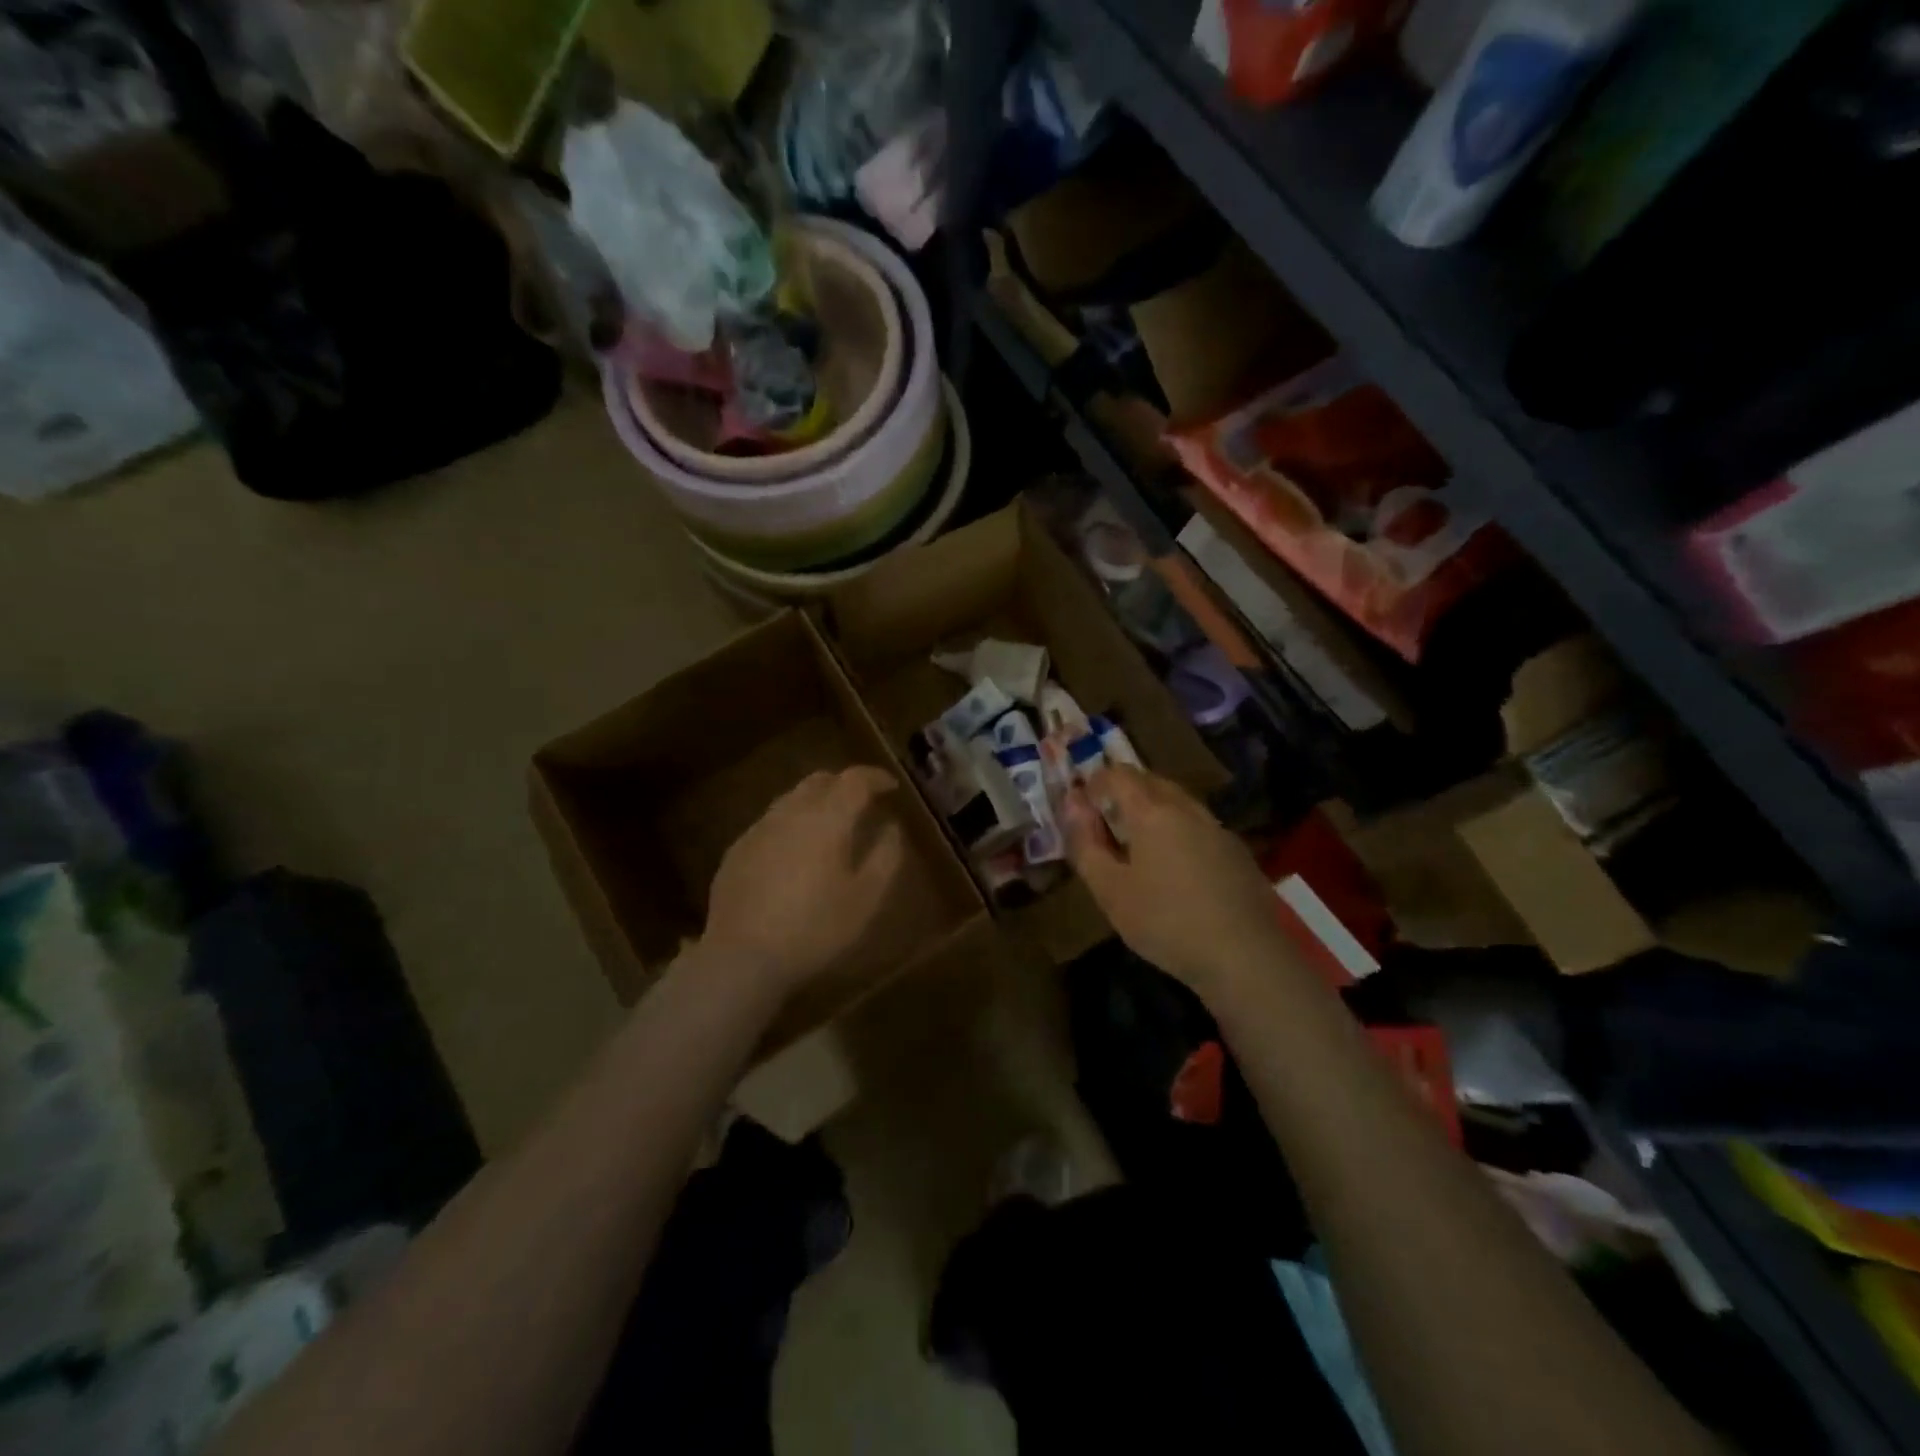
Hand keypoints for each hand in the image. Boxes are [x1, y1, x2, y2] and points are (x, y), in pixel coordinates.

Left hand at [702, 765, 908, 991]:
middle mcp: (790, 813)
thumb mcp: (865, 899)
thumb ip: (885, 857)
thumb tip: (892, 828)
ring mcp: (759, 829)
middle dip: (844, 784)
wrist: (742, 957)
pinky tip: (795, 850)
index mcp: (826, 819)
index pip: (855, 780)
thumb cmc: (815, 929)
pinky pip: (771, 822)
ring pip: (791, 798)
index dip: (876, 777)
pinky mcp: (737, 849)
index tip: (891, 786)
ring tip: (830, 824)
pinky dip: (791, 823)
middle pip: (819, 780)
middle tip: (862, 801)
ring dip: (816, 802)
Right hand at [1063, 765, 1281, 996]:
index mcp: (1152, 811)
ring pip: (1178, 801)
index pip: (1118, 774)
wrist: (1245, 956)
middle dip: (1124, 792)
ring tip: (1137, 844)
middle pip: (1150, 781)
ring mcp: (1217, 828)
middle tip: (1105, 822)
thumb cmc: (1165, 922)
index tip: (1082, 805)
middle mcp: (1186, 808)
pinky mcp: (1237, 851)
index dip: (1095, 782)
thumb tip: (1072, 804)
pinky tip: (1176, 866)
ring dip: (1152, 809)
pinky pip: (1198, 824)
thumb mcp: (1110, 890)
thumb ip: (1085, 843)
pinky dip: (1178, 829)